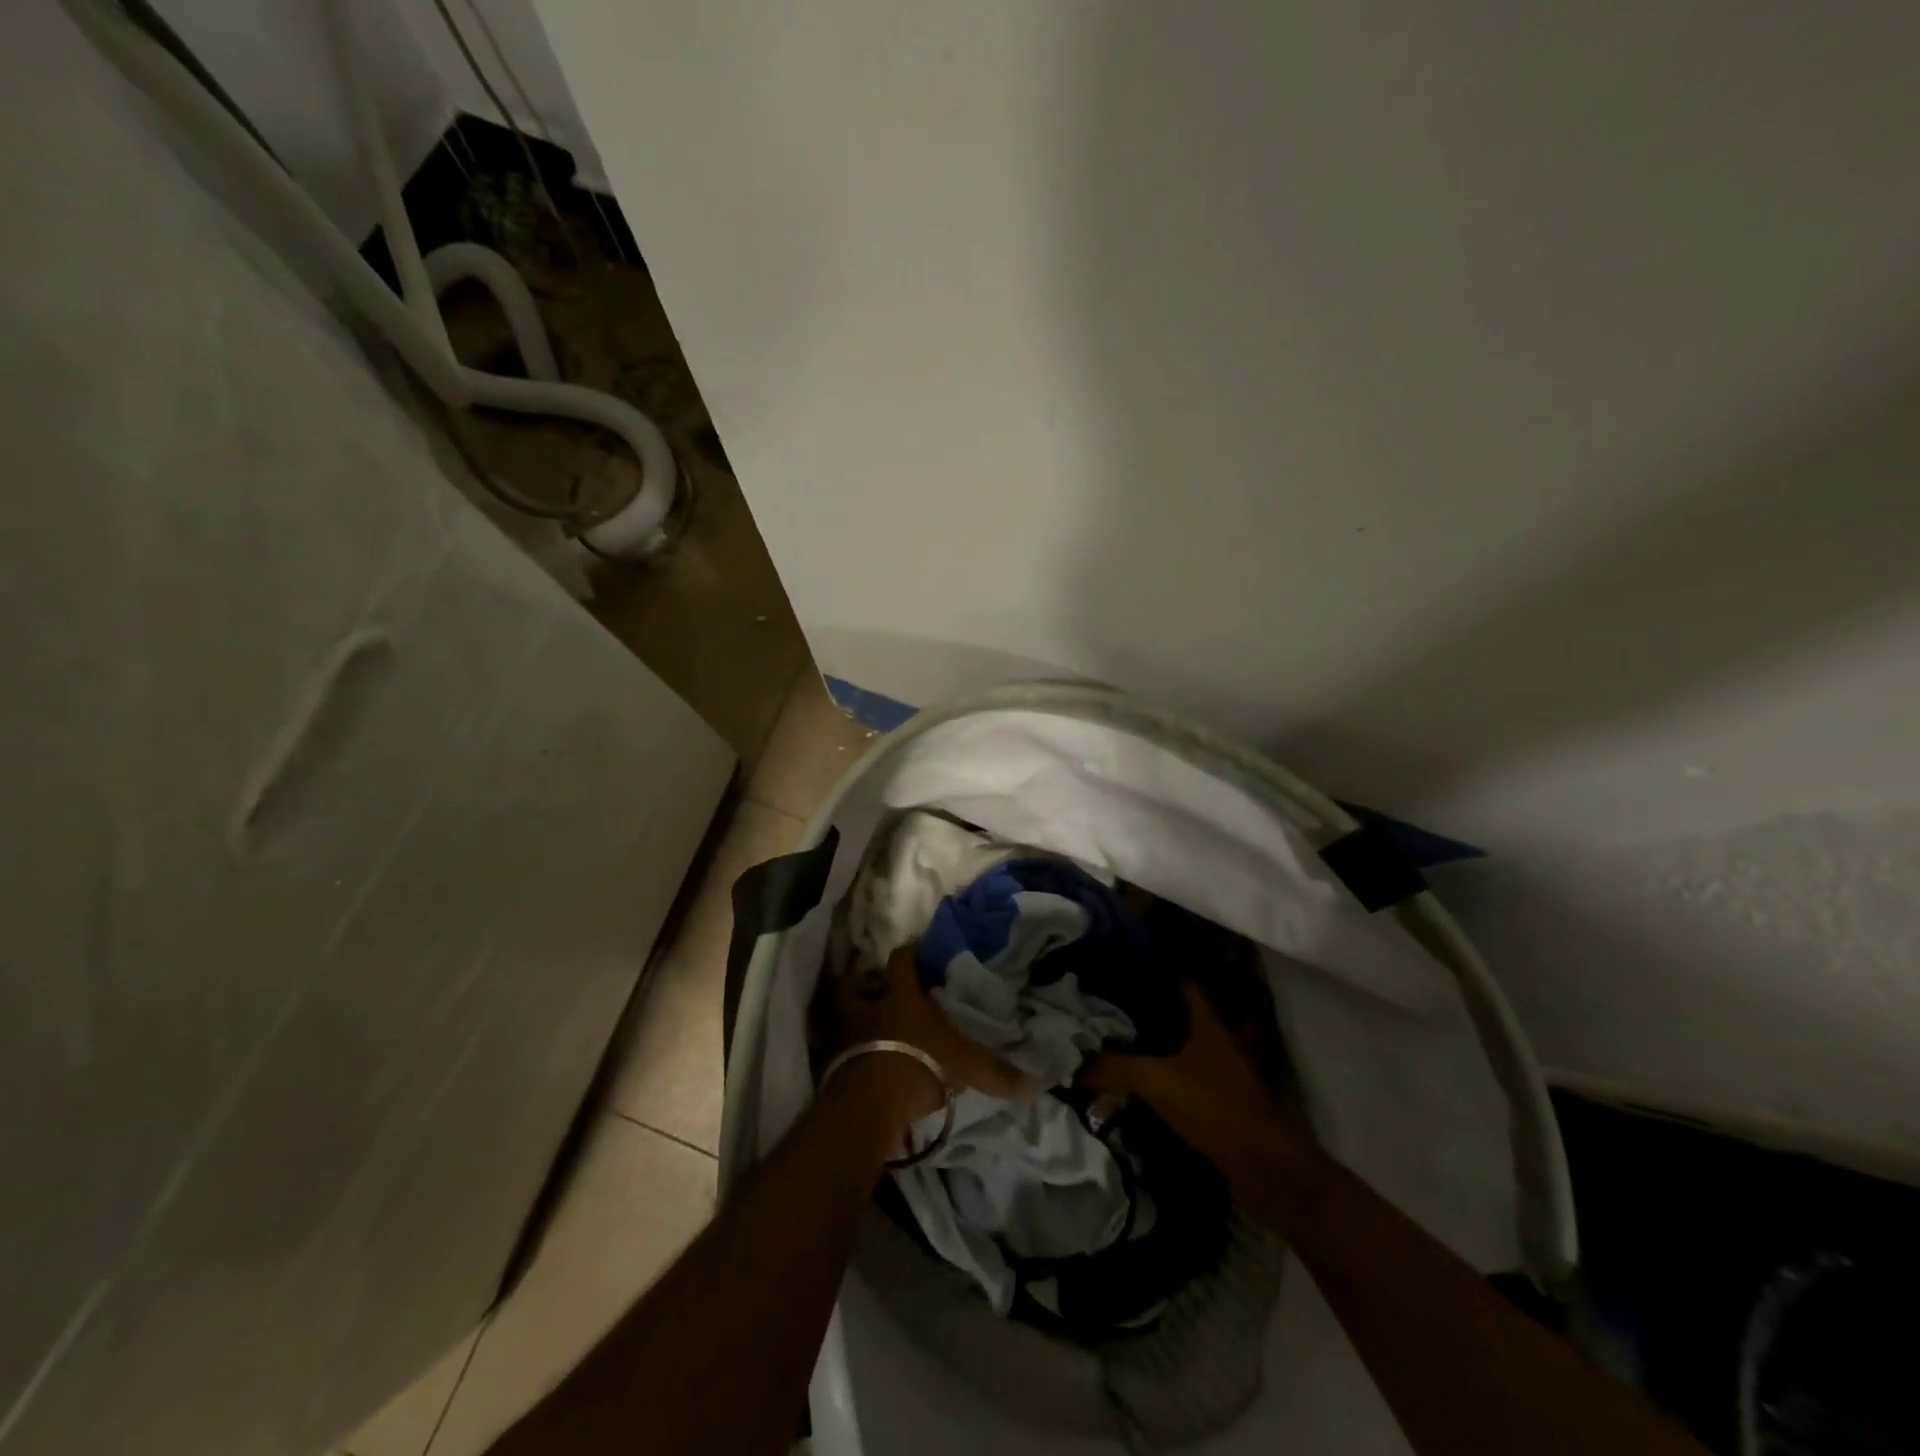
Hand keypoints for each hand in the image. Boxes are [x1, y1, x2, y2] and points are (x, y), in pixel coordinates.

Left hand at [813, 943, 1034, 1127]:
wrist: (871, 1104)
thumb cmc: (920, 1064)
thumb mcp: (967, 1068)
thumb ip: (998, 1073)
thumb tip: (1036, 1085)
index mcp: (901, 996)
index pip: (901, 960)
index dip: (908, 953)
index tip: (916, 950)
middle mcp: (870, 1008)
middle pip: (853, 984)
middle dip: (858, 983)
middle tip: (870, 986)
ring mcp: (847, 1037)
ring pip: (840, 1017)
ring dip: (848, 1020)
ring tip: (862, 1026)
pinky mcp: (835, 1067)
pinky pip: (839, 1053)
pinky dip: (846, 1056)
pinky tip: (858, 1064)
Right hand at [1081, 982, 1307, 1153]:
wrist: (1266, 1168)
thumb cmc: (1214, 1106)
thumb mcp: (1155, 1081)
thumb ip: (1112, 1068)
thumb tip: (1072, 1065)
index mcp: (1210, 1022)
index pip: (1183, 982)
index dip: (1157, 971)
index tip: (1126, 966)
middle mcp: (1224, 1040)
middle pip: (1187, 1014)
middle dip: (1156, 1009)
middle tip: (1117, 1007)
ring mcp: (1230, 1073)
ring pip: (1192, 1048)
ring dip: (1167, 1046)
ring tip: (1129, 1044)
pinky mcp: (1229, 1104)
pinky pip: (1196, 1080)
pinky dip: (1175, 1079)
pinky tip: (1150, 1085)